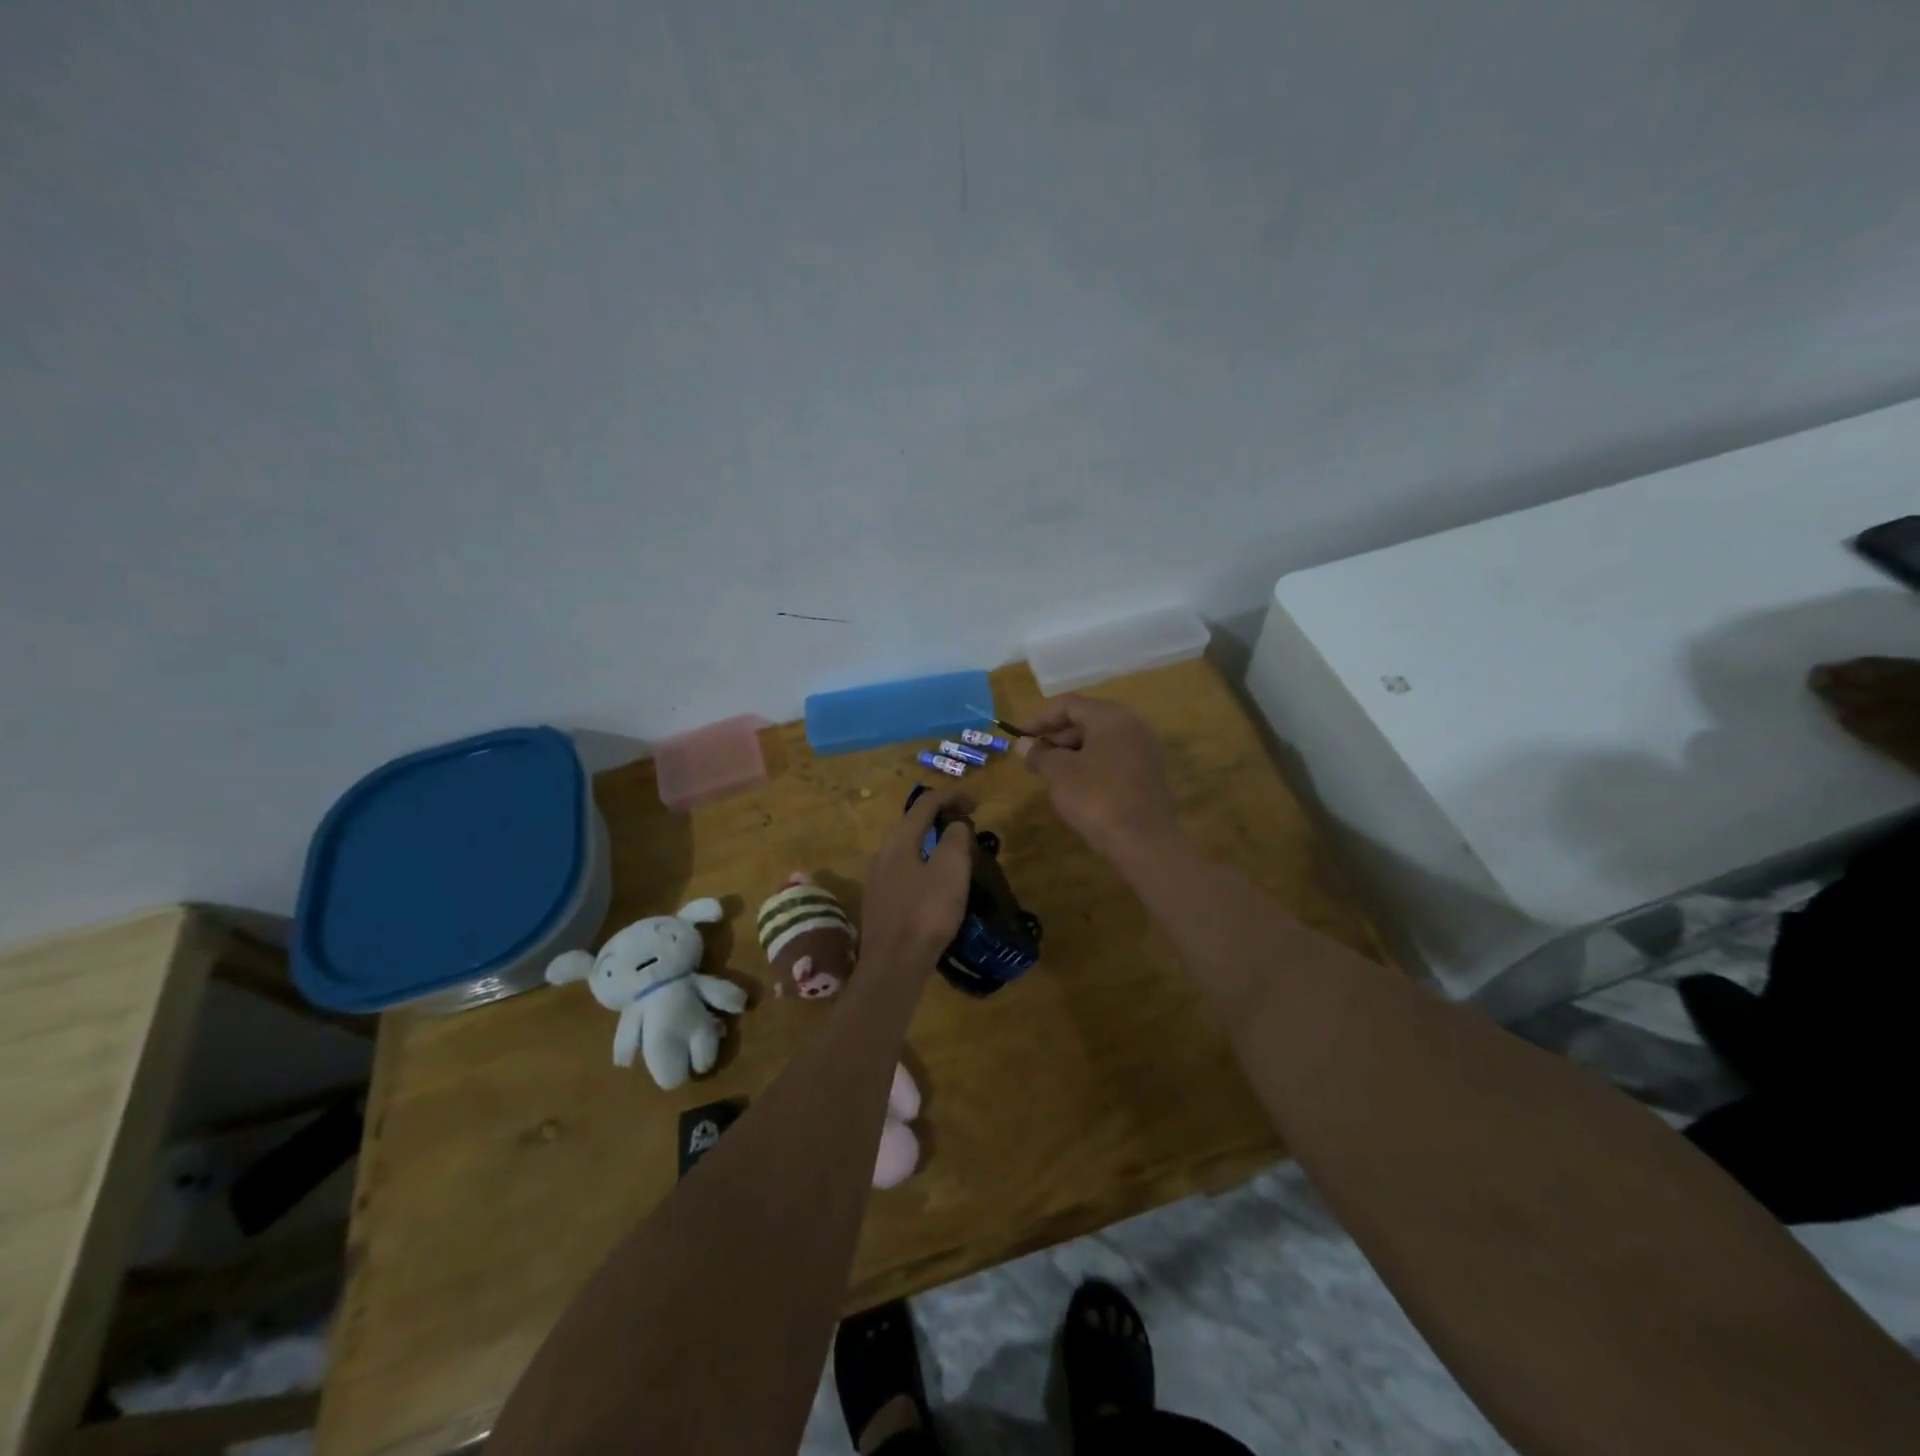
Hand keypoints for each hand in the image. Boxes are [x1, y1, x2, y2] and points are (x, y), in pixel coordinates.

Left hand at [860, 785, 973, 971]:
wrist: (893, 964)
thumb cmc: (926, 913)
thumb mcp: (951, 870)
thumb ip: (955, 838)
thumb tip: (955, 824)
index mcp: (899, 839)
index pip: (926, 802)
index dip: (953, 797)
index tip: (977, 805)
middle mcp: (882, 852)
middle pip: (913, 822)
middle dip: (941, 818)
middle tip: (968, 827)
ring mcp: (876, 877)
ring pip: (908, 846)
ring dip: (932, 842)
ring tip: (956, 853)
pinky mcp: (879, 900)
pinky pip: (903, 868)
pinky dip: (923, 862)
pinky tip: (937, 882)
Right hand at [1017, 695, 1182, 863]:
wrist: (1144, 843)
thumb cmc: (1096, 798)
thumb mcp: (1059, 774)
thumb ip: (1039, 754)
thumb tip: (1023, 744)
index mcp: (1111, 717)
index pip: (1069, 704)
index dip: (1039, 718)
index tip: (1019, 735)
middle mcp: (1132, 726)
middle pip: (1086, 720)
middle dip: (1056, 736)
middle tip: (1033, 756)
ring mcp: (1144, 751)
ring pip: (1100, 741)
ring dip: (1071, 752)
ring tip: (1049, 773)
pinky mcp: (1148, 775)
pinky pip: (1112, 759)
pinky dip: (1090, 765)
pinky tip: (1075, 787)